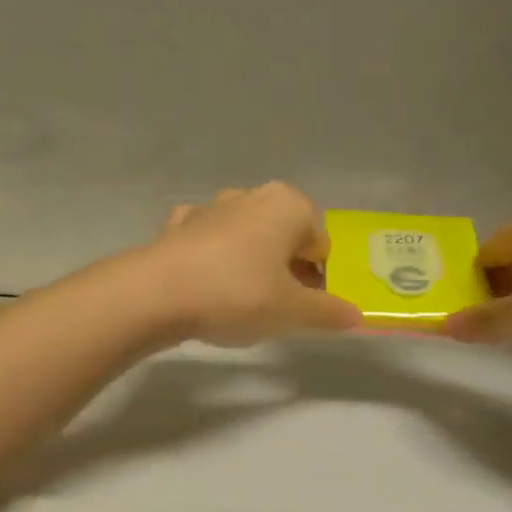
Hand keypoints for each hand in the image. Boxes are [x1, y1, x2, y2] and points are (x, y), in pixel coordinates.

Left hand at [141, 183, 361, 346]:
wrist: (156, 294)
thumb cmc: (238, 294)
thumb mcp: (292, 312)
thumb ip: (328, 312)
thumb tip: (356, 315)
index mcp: (287, 205)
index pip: (320, 243)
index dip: (320, 277)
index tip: (307, 307)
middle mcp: (251, 196)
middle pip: (284, 236)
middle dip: (286, 268)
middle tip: (278, 308)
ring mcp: (210, 207)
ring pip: (246, 237)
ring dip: (251, 263)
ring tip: (242, 302)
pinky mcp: (177, 226)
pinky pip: (209, 243)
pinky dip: (214, 260)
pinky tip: (207, 286)